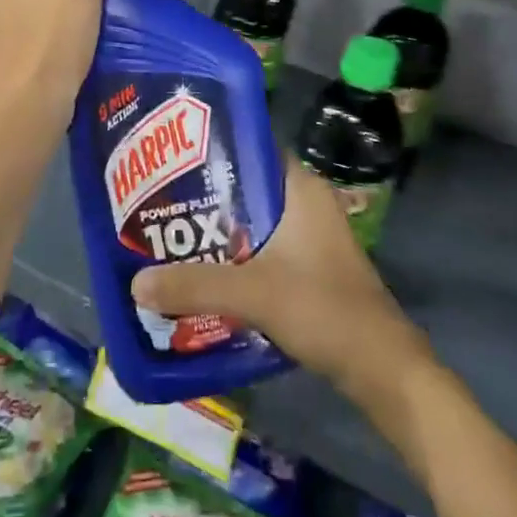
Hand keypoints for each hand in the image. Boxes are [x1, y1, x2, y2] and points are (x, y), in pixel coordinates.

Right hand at [131, 161, 429, 400]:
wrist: (381, 367)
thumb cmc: (323, 309)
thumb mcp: (253, 293)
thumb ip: (195, 286)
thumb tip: (135, 284)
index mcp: (300, 188)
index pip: (250, 148)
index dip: (210, 151)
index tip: (169, 159)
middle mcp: (306, 202)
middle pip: (245, 187)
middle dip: (204, 196)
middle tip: (158, 200)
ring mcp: (310, 235)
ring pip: (252, 221)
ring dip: (218, 230)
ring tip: (171, 234)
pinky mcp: (309, 266)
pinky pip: (262, 248)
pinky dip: (234, 255)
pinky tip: (203, 270)